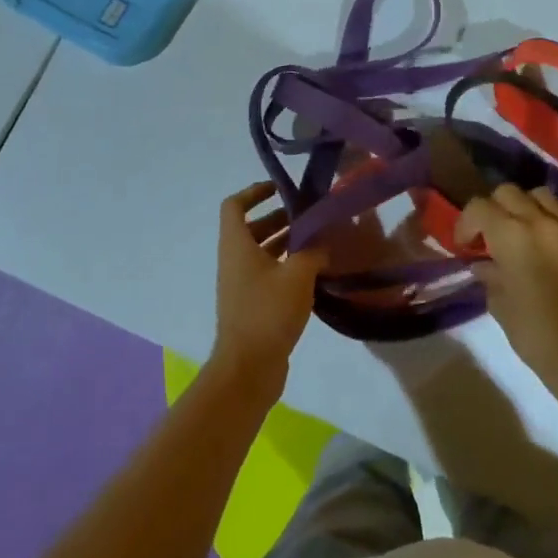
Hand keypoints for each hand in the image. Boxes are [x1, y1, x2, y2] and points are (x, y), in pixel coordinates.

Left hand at [212, 182, 324, 396]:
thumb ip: (313, 251)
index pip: (235, 205)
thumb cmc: (268, 312)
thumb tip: (323, 240)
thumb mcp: (298, 275)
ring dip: (286, 243)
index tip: (281, 189)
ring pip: (261, 252)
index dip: (254, 192)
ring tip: (319, 241)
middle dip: (279, 218)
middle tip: (310, 216)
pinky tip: (315, 272)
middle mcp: (234, 260)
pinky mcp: (252, 305)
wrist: (248, 369)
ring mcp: (241, 285)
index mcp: (237, 245)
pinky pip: (268, 274)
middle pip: (252, 228)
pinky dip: (286, 267)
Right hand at [456, 184, 557, 389]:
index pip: (478, 207)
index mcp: (509, 235)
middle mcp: (539, 220)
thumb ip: (489, 275)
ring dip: (529, 207)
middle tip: (494, 234)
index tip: (466, 245)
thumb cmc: (534, 332)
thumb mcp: (499, 304)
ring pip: (542, 194)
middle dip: (495, 209)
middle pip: (508, 192)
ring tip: (528, 230)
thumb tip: (483, 264)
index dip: (466, 223)